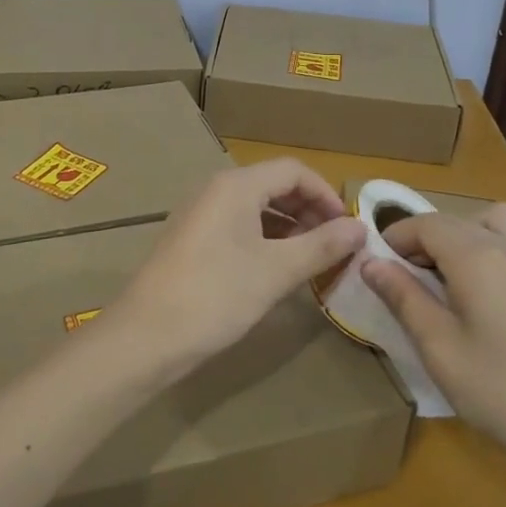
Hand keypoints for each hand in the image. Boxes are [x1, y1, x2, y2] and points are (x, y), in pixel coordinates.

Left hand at [109, 159, 367, 378]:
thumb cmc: (215, 295)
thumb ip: (321, 246)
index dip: (326, 194)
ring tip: (314, 260)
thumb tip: (360, 227)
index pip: (293, 171)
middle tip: (335, 247)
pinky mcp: (192, 240)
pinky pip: (239, 227)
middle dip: (310, 211)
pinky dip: (266, 240)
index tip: (348, 228)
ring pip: (256, 208)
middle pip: (274, 185)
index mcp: (236, 185)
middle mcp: (216, 190)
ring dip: (289, 228)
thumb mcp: (276, 271)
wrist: (145, 336)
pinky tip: (279, 269)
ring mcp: (201, 214)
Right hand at [362, 207, 505, 480]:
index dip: (395, 238)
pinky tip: (487, 295)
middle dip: (422, 240)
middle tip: (406, 279)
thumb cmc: (504, 391)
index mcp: (476, 254)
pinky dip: (490, 248)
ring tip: (448, 278)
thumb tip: (370, 262)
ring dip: (461, 236)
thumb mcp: (439, 348)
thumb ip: (403, 297)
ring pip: (490, 223)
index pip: (424, 224)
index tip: (376, 267)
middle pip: (454, 220)